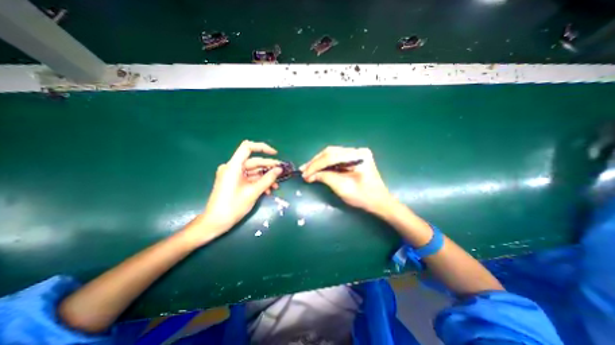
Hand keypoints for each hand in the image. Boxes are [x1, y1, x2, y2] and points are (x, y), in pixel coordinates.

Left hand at [189, 139, 281, 242]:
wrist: (215, 222)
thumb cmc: (233, 206)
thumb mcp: (253, 192)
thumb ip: (268, 179)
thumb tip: (279, 169)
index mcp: (233, 166)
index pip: (247, 147)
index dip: (262, 148)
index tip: (275, 154)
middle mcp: (232, 168)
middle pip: (253, 162)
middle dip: (268, 167)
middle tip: (281, 172)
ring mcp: (232, 175)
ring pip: (253, 171)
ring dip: (265, 177)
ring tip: (276, 185)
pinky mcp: (234, 182)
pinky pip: (249, 178)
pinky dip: (258, 182)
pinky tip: (268, 190)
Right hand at [302, 146, 396, 214]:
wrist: (379, 202)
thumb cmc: (364, 197)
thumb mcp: (343, 188)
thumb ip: (326, 178)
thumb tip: (309, 175)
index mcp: (359, 156)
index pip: (332, 156)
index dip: (316, 165)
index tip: (304, 174)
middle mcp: (357, 150)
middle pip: (330, 152)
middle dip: (315, 162)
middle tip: (303, 170)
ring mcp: (356, 153)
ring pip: (331, 154)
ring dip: (318, 162)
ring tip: (307, 170)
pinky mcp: (353, 158)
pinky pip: (335, 158)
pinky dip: (325, 164)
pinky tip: (317, 169)